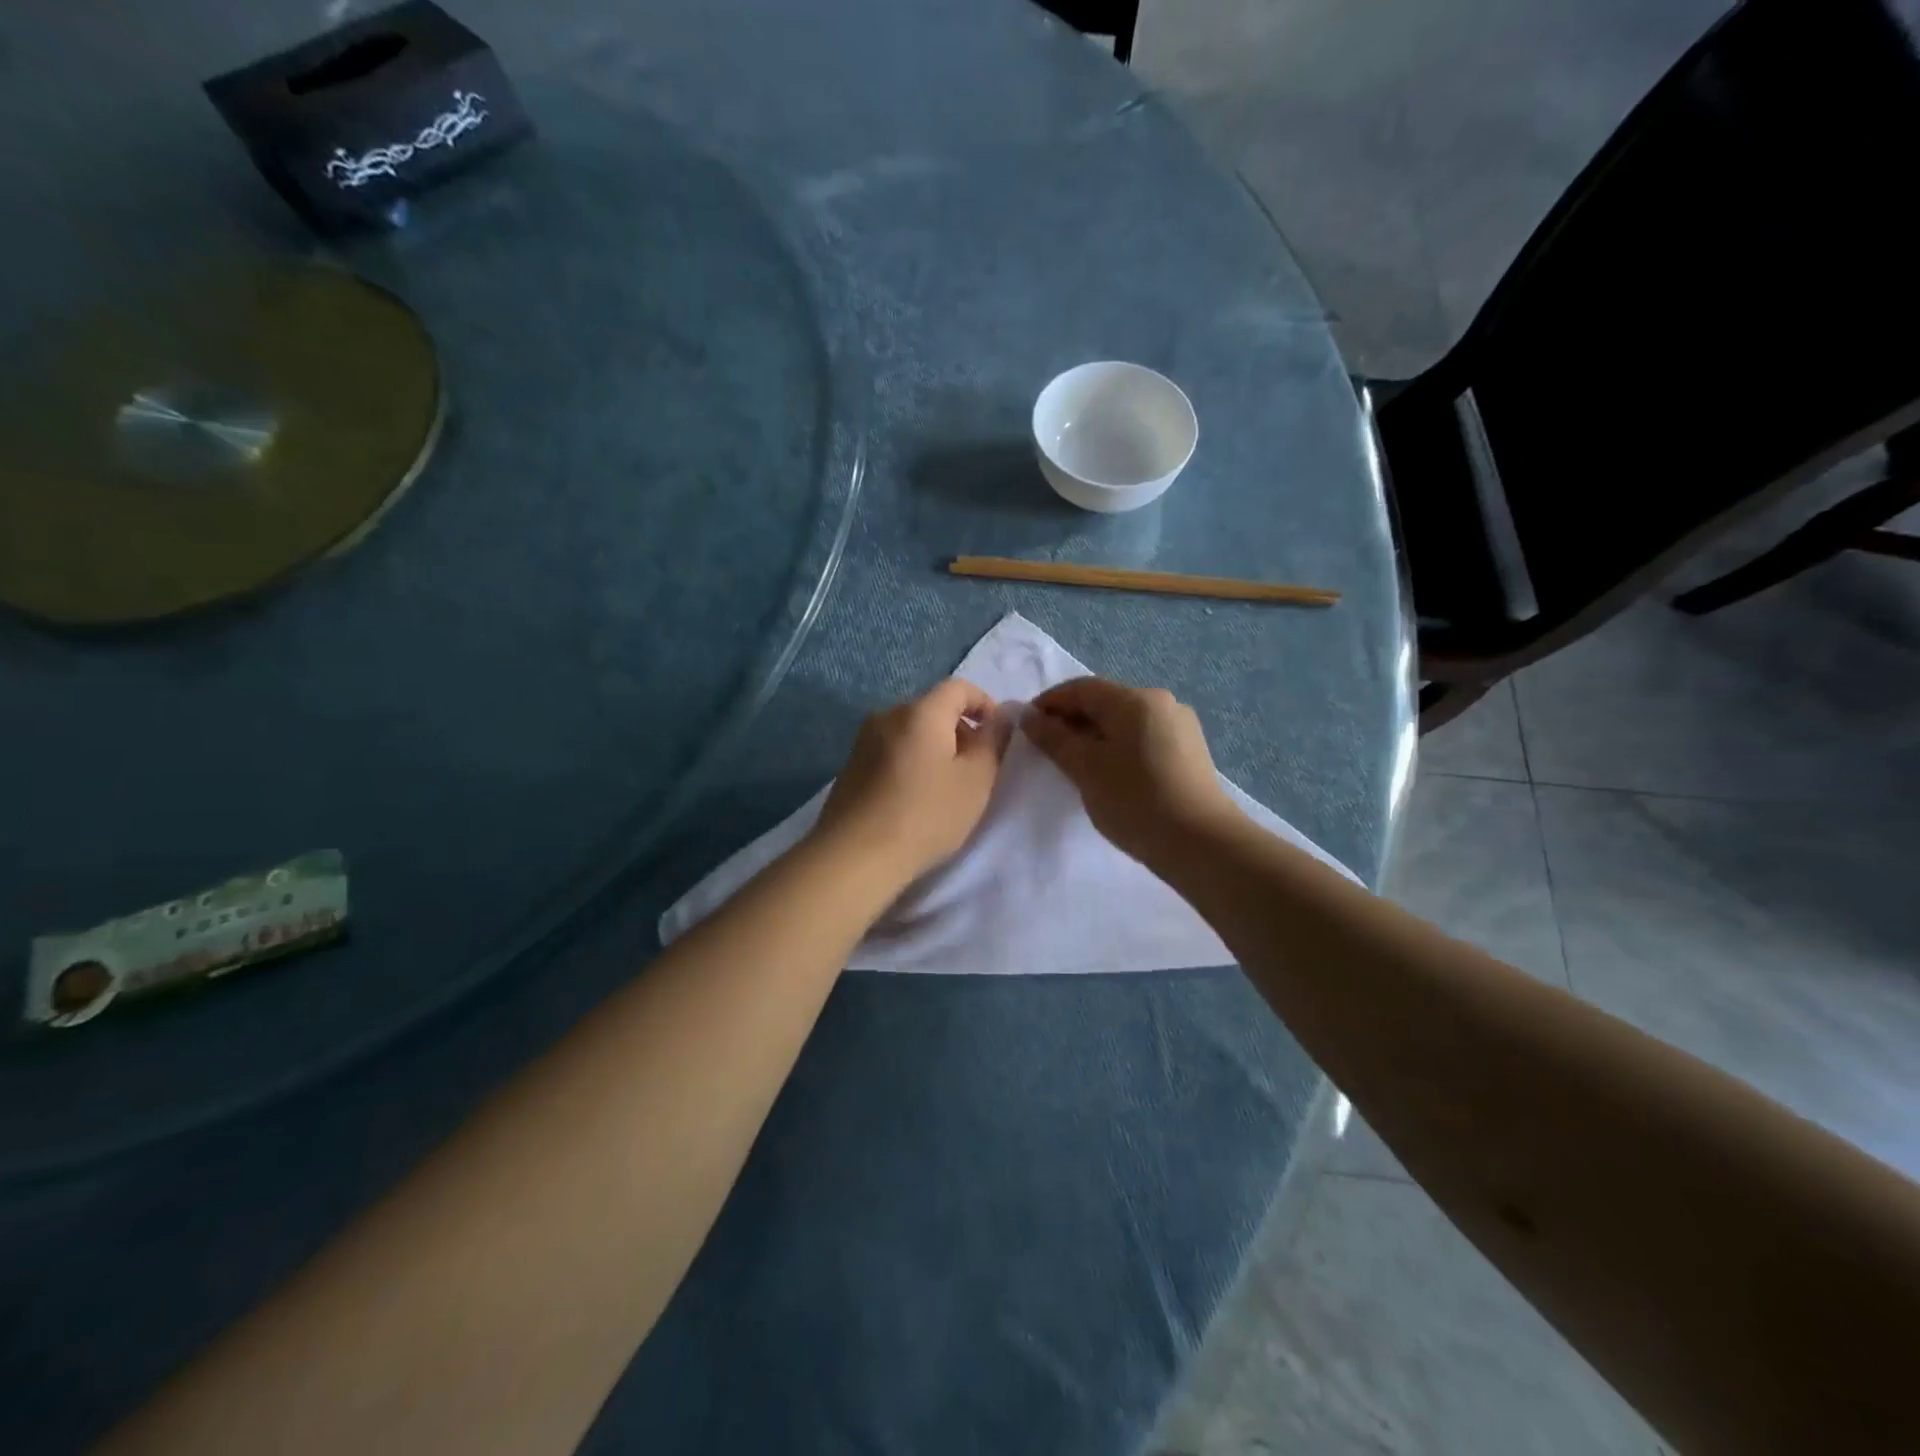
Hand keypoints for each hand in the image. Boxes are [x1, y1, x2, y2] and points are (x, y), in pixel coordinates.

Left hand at [814, 678, 1011, 887]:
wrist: (855, 856)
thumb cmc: (926, 815)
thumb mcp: (976, 781)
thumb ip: (994, 741)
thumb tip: (1004, 715)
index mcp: (921, 711)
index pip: (959, 687)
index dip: (985, 704)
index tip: (997, 737)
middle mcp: (888, 715)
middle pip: (933, 708)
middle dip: (959, 730)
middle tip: (975, 769)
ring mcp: (864, 740)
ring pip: (910, 731)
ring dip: (934, 748)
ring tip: (945, 787)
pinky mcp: (850, 765)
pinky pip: (891, 750)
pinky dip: (910, 761)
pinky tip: (914, 798)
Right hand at [1023, 678, 1241, 863]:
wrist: (1200, 843)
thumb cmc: (1134, 799)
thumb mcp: (1085, 768)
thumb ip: (1054, 738)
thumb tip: (1030, 717)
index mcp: (1135, 699)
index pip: (1082, 688)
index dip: (1049, 702)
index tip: (1027, 726)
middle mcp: (1161, 702)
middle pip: (1105, 702)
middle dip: (1071, 720)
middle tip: (1047, 749)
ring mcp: (1180, 727)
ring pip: (1124, 722)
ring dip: (1095, 735)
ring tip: (1075, 764)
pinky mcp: (1189, 752)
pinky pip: (1142, 738)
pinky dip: (1118, 747)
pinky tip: (1109, 773)